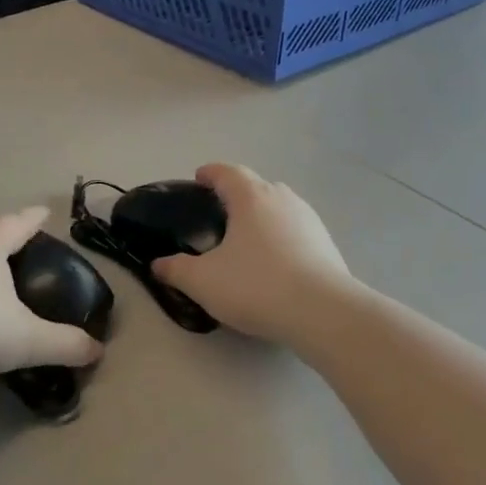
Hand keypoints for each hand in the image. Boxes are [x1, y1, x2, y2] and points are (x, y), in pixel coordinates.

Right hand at [151, 164, 355, 344]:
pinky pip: (296, 231)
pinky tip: (274, 262)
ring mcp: (310, 220)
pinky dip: (281, 237)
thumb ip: (176, 270)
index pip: (227, 172)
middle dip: (237, 194)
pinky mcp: (327, 244)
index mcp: (251, 198)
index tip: (199, 177)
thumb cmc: (256, 285)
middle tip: (220, 213)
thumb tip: (158, 265)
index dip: (210, 173)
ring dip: (262, 216)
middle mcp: (282, 199)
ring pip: (280, 208)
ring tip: (247, 239)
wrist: (323, 312)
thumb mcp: (203, 281)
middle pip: (256, 186)